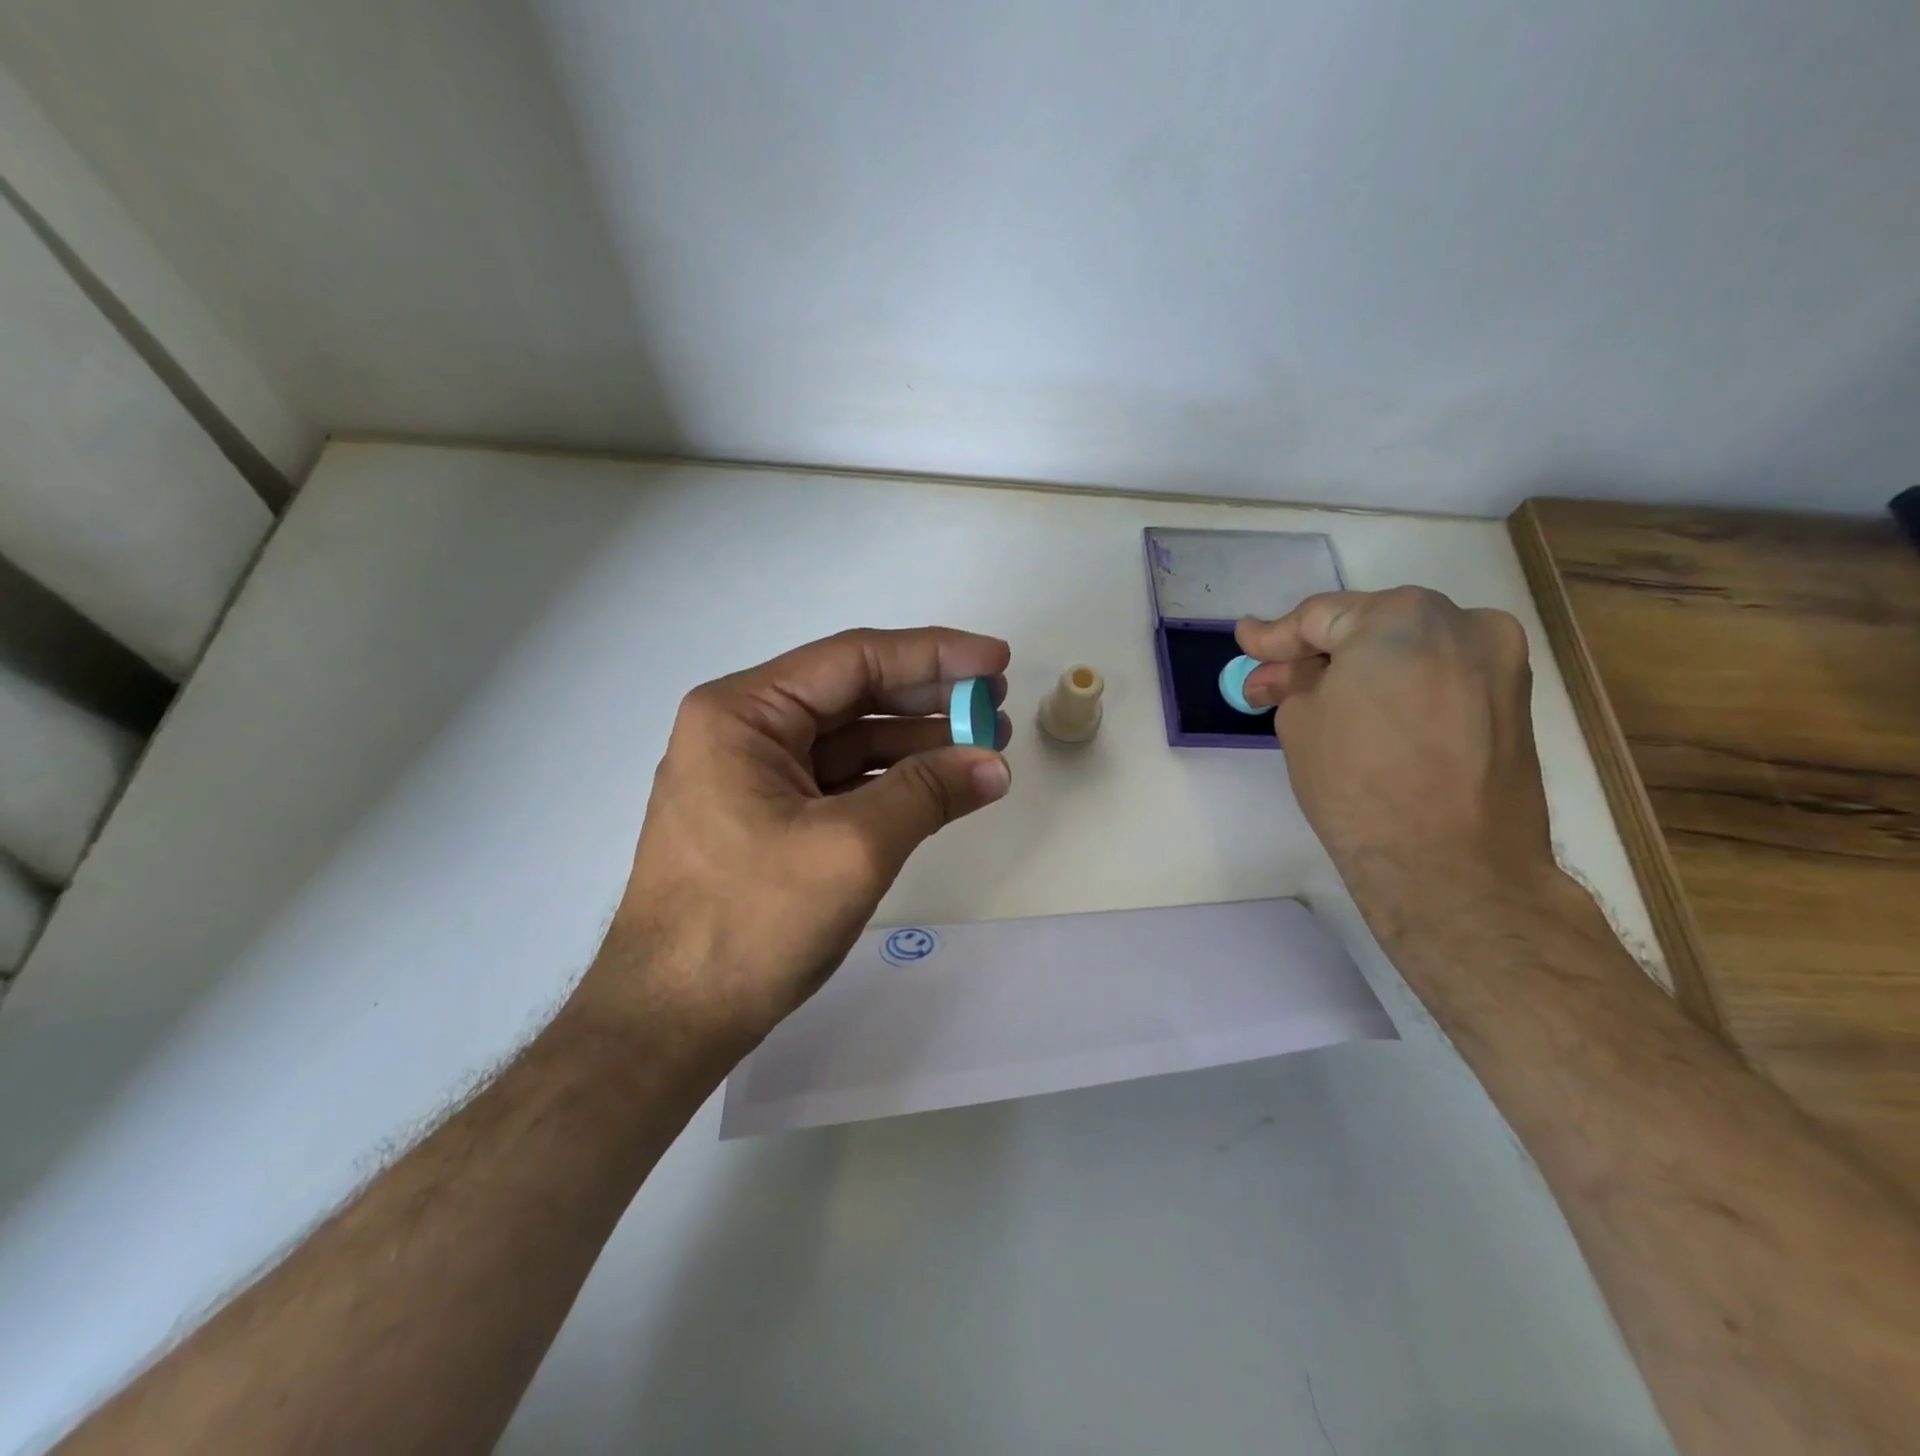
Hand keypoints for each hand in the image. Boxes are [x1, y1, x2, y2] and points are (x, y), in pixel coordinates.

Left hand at [588, 628, 1013, 1050]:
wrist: (670, 1020)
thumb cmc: (749, 923)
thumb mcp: (851, 849)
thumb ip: (927, 793)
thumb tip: (994, 763)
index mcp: (743, 713)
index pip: (854, 659)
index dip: (934, 655)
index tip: (998, 660)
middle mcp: (743, 731)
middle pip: (853, 694)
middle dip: (930, 698)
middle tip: (997, 704)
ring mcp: (753, 777)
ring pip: (850, 739)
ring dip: (918, 741)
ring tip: (985, 746)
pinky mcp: (768, 818)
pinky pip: (841, 781)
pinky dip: (893, 781)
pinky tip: (942, 785)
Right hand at [1235, 587, 1557, 903]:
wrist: (1452, 867)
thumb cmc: (1358, 783)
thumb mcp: (1300, 722)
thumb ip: (1293, 681)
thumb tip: (1286, 670)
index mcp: (1402, 616)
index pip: (1320, 616)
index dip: (1274, 636)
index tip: (1246, 643)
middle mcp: (1462, 623)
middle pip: (1370, 628)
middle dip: (1319, 654)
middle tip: (1274, 682)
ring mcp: (1499, 663)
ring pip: (1409, 653)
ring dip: (1361, 672)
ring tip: (1321, 703)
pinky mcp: (1515, 704)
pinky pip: (1441, 680)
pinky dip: (1401, 690)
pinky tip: (1370, 717)